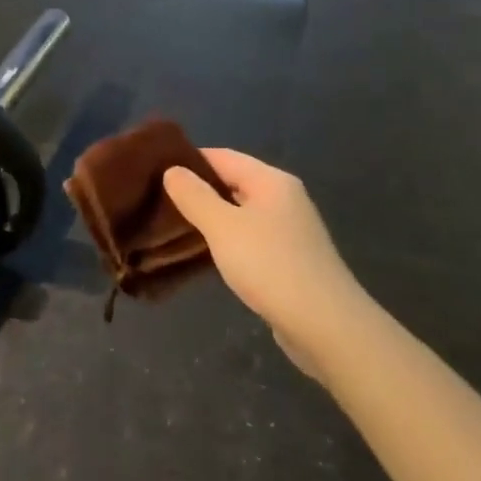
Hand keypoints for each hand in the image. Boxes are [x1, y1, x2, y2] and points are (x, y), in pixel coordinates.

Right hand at [163, 149, 365, 371]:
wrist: (325, 324)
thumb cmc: (270, 265)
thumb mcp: (223, 227)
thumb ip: (194, 196)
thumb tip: (172, 170)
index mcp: (271, 181)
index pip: (223, 156)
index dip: (189, 160)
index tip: (154, 170)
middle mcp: (285, 198)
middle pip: (234, 182)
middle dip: (198, 189)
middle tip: (158, 199)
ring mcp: (290, 230)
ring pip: (241, 212)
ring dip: (212, 217)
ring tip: (174, 225)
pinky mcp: (290, 259)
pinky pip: (251, 238)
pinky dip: (228, 240)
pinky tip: (207, 253)